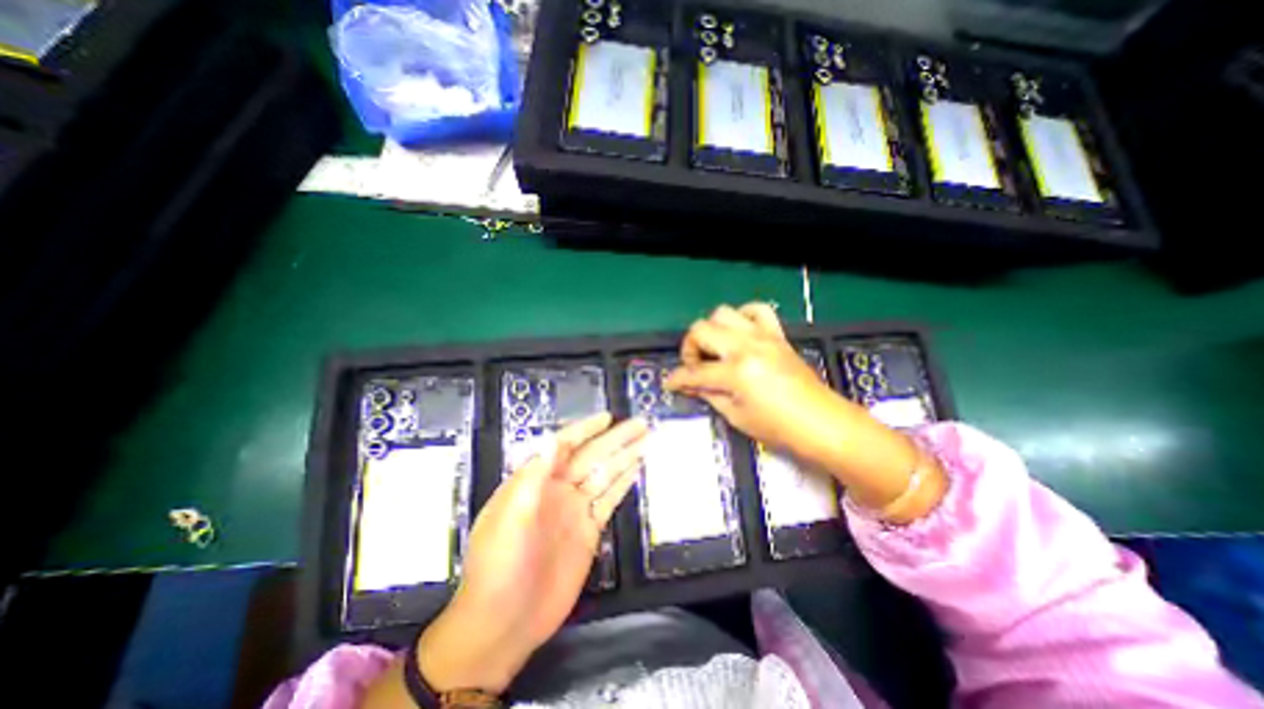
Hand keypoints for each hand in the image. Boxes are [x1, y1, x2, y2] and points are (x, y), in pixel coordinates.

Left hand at [419, 412, 646, 694]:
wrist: (505, 622)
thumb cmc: (500, 565)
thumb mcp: (510, 518)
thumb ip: (534, 478)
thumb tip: (552, 440)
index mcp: (536, 481)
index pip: (564, 446)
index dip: (586, 429)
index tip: (607, 417)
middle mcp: (558, 489)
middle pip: (592, 456)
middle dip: (616, 439)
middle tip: (640, 423)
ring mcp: (576, 509)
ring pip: (605, 474)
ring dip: (625, 457)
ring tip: (646, 440)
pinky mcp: (589, 530)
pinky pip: (610, 499)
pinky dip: (623, 483)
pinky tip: (637, 469)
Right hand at [664, 302, 836, 453]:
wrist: (822, 423)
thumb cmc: (778, 427)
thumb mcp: (737, 416)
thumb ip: (709, 394)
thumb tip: (689, 385)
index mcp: (736, 372)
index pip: (694, 371)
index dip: (677, 378)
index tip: (670, 383)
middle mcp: (746, 346)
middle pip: (701, 329)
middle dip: (690, 348)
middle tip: (696, 366)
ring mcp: (763, 336)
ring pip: (723, 312)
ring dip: (712, 330)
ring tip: (716, 349)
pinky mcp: (777, 335)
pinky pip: (757, 310)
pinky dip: (743, 316)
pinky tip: (740, 333)